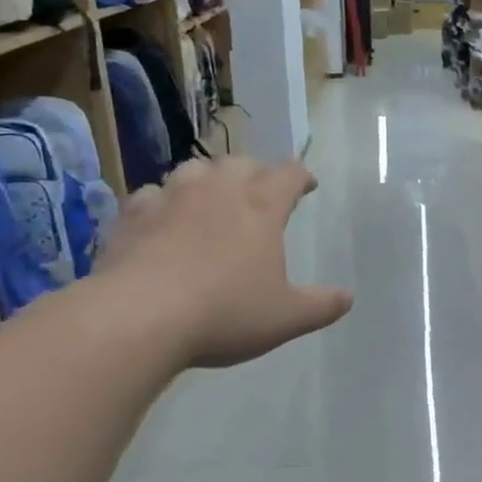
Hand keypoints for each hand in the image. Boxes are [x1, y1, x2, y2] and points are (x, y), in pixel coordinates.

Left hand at [96, 157, 352, 366]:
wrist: (139, 317)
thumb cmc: (225, 313)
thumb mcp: (286, 318)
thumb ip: (321, 305)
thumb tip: (348, 297)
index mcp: (261, 207)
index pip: (288, 175)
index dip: (301, 176)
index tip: (307, 184)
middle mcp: (217, 190)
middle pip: (241, 164)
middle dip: (255, 173)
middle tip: (260, 192)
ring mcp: (171, 197)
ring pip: (194, 169)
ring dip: (209, 179)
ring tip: (211, 197)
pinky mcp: (132, 215)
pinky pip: (152, 194)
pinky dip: (163, 201)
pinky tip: (162, 219)